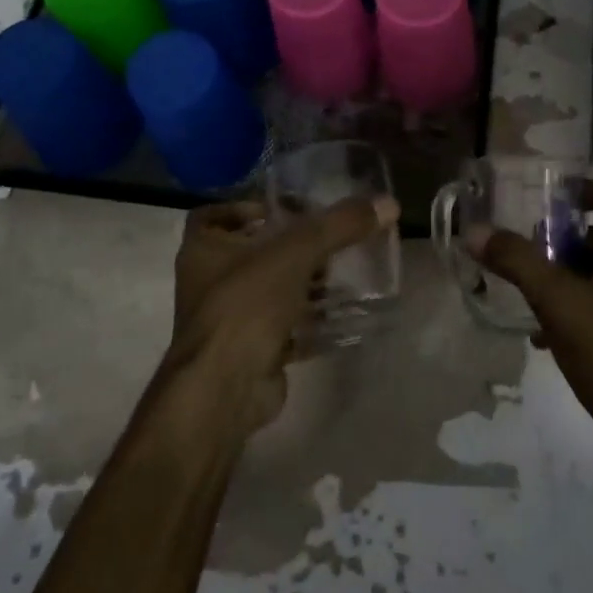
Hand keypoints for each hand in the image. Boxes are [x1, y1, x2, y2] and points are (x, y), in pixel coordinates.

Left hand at [163, 194, 397, 439]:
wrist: (225, 388)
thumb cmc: (246, 304)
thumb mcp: (296, 252)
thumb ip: (340, 226)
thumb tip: (389, 204)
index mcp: (204, 249)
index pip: (216, 216)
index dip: (247, 208)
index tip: (283, 210)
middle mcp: (209, 282)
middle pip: (251, 253)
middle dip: (289, 247)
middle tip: (328, 238)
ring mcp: (229, 320)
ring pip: (270, 291)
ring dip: (303, 283)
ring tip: (342, 272)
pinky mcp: (251, 350)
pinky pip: (284, 326)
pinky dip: (310, 319)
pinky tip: (343, 312)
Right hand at [468, 179, 592, 466]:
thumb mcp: (555, 299)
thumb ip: (516, 260)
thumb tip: (475, 231)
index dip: (585, 189)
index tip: (550, 200)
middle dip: (563, 236)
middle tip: (527, 247)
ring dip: (564, 272)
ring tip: (527, 288)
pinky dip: (574, 302)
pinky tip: (542, 331)